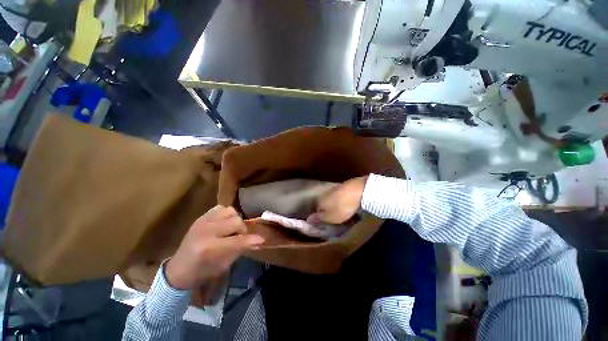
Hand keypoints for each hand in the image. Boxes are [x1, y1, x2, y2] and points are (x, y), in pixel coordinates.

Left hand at [165, 206, 263, 289]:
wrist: (179, 269)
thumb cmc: (202, 272)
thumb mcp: (223, 265)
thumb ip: (241, 250)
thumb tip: (259, 241)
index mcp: (209, 248)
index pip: (238, 241)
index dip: (251, 240)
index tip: (261, 240)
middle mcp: (205, 231)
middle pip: (236, 221)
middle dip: (242, 230)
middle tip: (240, 237)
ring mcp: (202, 222)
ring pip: (229, 211)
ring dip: (234, 220)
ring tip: (231, 229)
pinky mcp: (200, 217)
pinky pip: (220, 208)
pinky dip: (226, 215)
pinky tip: (223, 223)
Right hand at [308, 176, 367, 223]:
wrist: (359, 190)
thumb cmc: (343, 207)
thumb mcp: (331, 217)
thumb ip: (319, 218)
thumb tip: (308, 219)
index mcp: (321, 201)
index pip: (317, 209)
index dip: (321, 216)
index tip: (326, 221)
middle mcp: (326, 193)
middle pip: (325, 202)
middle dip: (329, 208)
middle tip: (335, 216)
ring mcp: (336, 188)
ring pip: (334, 197)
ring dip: (337, 203)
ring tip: (343, 210)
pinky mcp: (347, 185)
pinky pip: (343, 194)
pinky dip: (344, 199)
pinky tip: (349, 202)